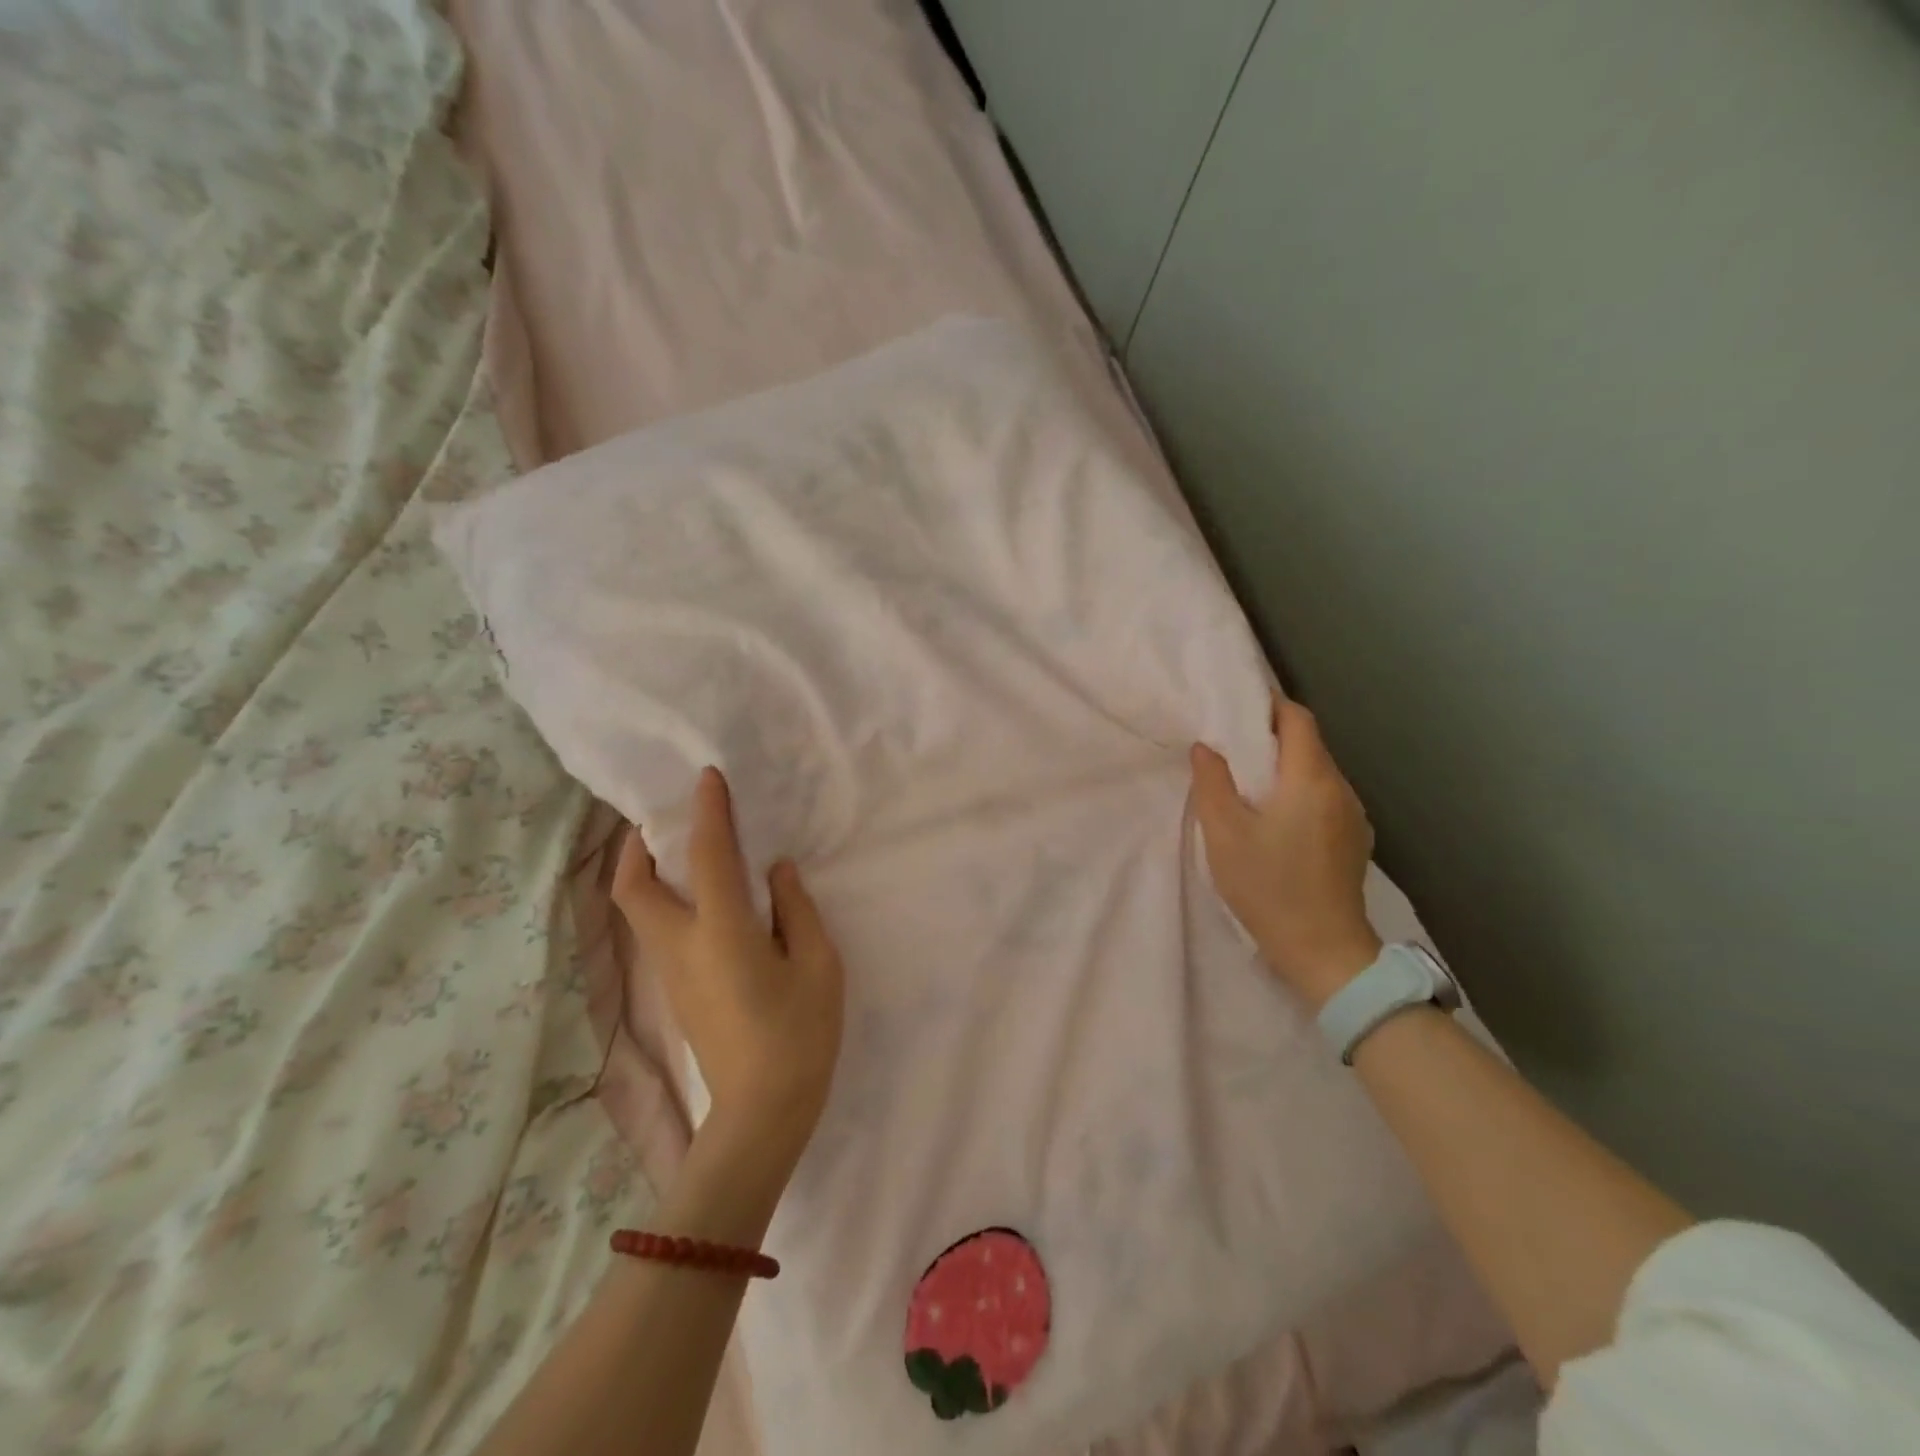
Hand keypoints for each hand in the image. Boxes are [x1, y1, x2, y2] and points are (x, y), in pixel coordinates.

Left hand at [612, 768, 845, 1174]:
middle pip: (633, 890)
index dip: (708, 812)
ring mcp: (672, 974)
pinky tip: (702, 902)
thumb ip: (796, 910)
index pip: (708, 856)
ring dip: (648, 875)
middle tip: (661, 824)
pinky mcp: (677, 994)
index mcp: (722, 932)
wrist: (763, 1112)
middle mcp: (682, 947)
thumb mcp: (818, 964)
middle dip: (636, 850)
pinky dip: (666, 903)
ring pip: (641, 912)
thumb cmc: (799, 1034)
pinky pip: (660, 932)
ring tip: (681, 854)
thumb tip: (775, 873)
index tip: (708, 779)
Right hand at [1190, 693, 1382, 1009]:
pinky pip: (1325, 799)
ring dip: (1285, 769)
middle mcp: (1341, 789)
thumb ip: (1213, 783)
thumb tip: (1206, 747)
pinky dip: (1299, 793)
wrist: (1325, 952)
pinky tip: (1276, 820)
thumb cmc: (1269, 887)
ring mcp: (1354, 816)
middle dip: (1271, 738)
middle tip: (1230, 749)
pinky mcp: (1354, 841)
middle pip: (1309, 744)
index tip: (1236, 711)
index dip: (1269, 706)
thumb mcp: (1225, 834)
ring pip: (1317, 773)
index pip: (1298, 718)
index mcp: (1311, 778)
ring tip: (1249, 786)